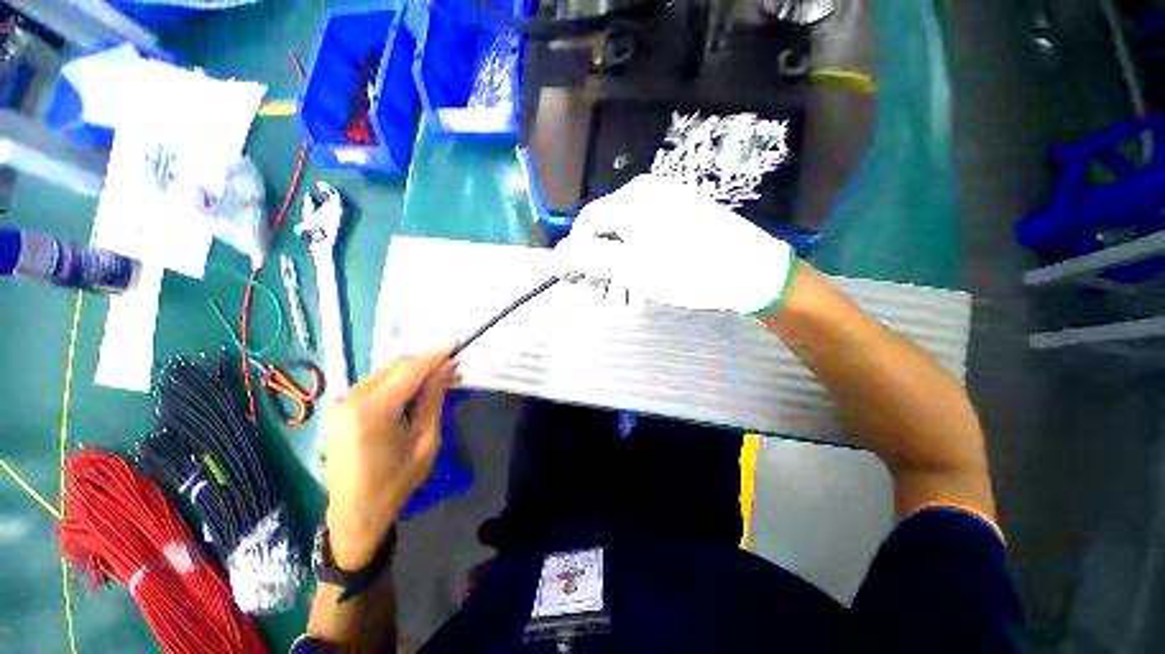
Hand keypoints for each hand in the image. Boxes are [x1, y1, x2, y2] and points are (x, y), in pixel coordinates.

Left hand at [322, 345, 457, 568]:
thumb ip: (434, 400)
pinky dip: (400, 382)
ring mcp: (342, 402)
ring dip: (415, 372)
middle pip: (397, 366)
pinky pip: (377, 383)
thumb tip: (447, 369)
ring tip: (440, 380)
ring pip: (387, 372)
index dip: (437, 354)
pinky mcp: (342, 408)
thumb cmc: (396, 483)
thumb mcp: (426, 441)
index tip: (458, 343)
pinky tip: (416, 391)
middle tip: (454, 368)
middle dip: (428, 363)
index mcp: (372, 411)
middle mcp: (351, 399)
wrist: (354, 514)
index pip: (410, 370)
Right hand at [555, 175, 797, 315]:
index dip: (577, 255)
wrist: (751, 271)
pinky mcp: (683, 218)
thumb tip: (557, 255)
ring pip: (629, 241)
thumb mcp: (631, 267)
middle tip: (600, 300)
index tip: (578, 284)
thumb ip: (590, 259)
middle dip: (601, 270)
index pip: (587, 224)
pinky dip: (641, 265)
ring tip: (626, 303)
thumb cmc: (686, 269)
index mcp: (631, 199)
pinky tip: (645, 288)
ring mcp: (668, 204)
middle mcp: (647, 194)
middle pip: (608, 233)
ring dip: (621, 273)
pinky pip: (649, 241)